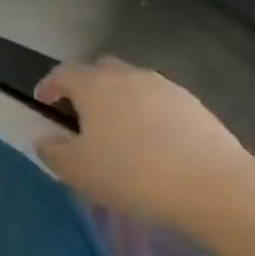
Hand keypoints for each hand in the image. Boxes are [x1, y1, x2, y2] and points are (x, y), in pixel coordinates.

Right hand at [33, 57, 254, 233]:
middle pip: (101, 69)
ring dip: (120, 99)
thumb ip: (52, 151)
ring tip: (118, 130)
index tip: (42, 101)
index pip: (63, 72)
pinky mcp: (195, 106)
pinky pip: (160, 101)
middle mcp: (130, 77)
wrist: (212, 186)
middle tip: (81, 112)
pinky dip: (148, 113)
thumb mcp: (76, 170)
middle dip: (87, 85)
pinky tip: (152, 141)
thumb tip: (45, 139)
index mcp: (95, 86)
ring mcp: (167, 88)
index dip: (49, 84)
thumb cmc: (131, 174)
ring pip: (133, 84)